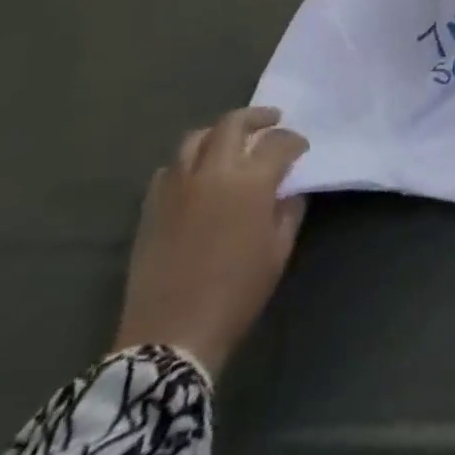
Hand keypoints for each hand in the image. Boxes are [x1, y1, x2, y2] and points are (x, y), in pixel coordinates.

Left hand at [112, 107, 309, 378]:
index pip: (278, 143)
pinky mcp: (152, 206)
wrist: (171, 336)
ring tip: (232, 140)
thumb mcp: (278, 251)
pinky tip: (198, 174)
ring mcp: (177, 187)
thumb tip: (288, 190)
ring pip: (196, 138)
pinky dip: (188, 161)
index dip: (294, 141)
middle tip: (272, 121)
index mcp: (250, 182)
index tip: (302, 149)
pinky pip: (170, 168)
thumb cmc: (237, 293)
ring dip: (219, 132)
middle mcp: (213, 173)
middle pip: (233, 124)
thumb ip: (288, 211)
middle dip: (257, 118)